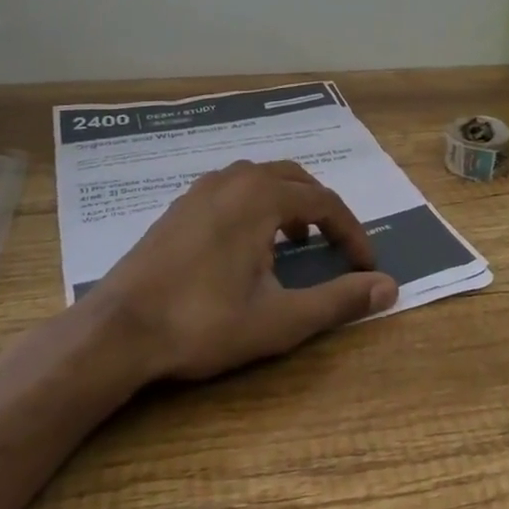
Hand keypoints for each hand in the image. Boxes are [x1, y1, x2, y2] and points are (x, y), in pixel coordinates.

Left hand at [94, 159, 397, 381]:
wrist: (117, 330)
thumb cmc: (204, 322)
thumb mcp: (281, 318)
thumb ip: (339, 300)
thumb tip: (390, 287)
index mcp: (263, 196)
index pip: (326, 203)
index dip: (352, 233)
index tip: (366, 265)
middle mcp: (236, 178)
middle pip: (296, 180)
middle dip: (323, 212)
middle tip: (336, 247)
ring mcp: (203, 188)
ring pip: (263, 180)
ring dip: (289, 204)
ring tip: (295, 244)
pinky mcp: (181, 205)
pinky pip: (234, 190)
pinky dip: (257, 206)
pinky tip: (248, 245)